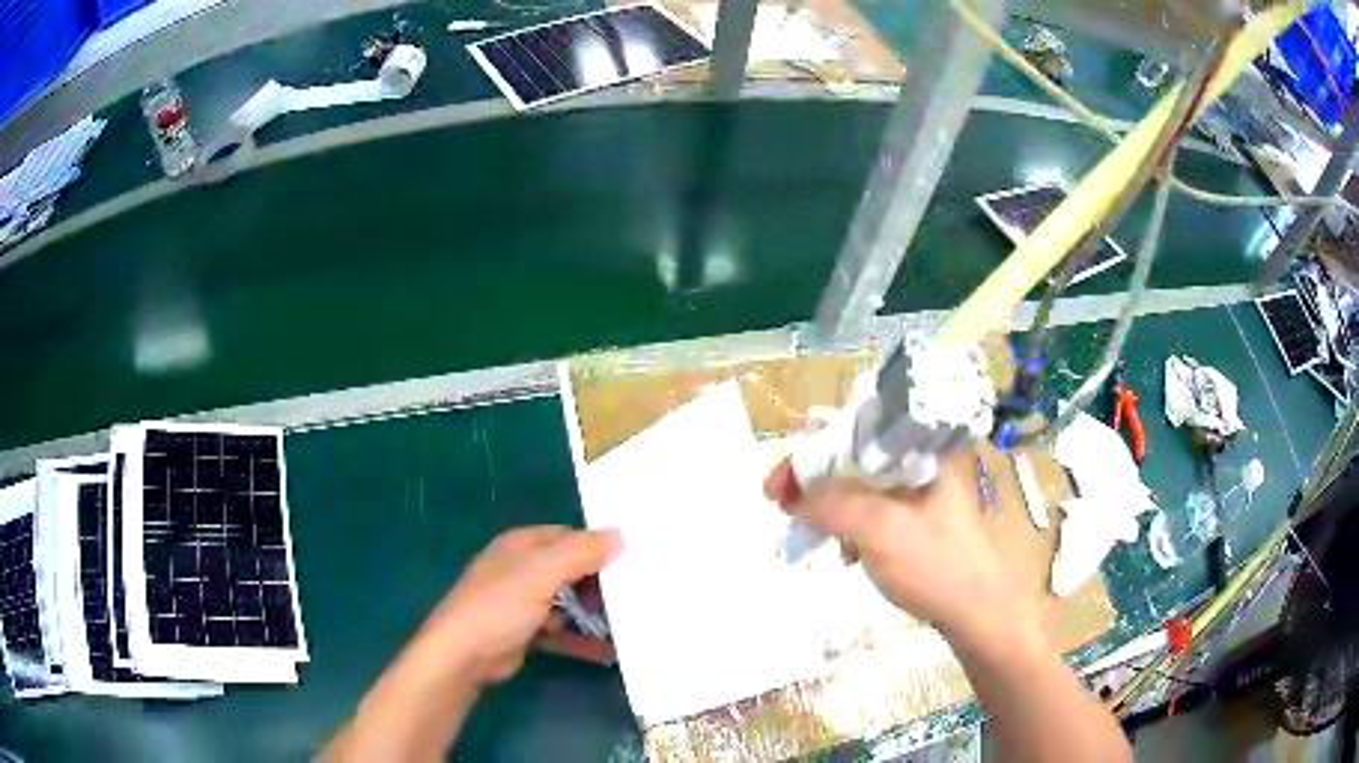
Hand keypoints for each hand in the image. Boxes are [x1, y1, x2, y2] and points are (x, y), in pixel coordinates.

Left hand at [427, 526, 622, 684]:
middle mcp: (521, 569)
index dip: (599, 546)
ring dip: (593, 614)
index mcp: (522, 545)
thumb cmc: (499, 606)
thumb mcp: (542, 574)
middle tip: (637, 596)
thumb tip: (620, 535)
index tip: (635, 560)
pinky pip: (560, 631)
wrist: (463, 655)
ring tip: (629, 624)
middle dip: (600, 584)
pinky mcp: (524, 631)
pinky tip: (606, 652)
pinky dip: (580, 639)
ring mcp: (521, 602)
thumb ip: (580, 553)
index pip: (569, 536)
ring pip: (566, 602)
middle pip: (570, 570)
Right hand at [764, 451, 1034, 643]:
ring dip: (830, 509)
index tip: (778, 484)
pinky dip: (851, 529)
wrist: (976, 613)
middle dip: (814, 483)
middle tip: (780, 505)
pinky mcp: (918, 524)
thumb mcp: (880, 529)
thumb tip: (793, 493)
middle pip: (855, 460)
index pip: (855, 432)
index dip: (811, 451)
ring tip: (809, 535)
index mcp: (921, 450)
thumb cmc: (934, 564)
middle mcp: (922, 464)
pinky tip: (846, 554)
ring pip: (861, 489)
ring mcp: (921, 495)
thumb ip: (833, 503)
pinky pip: (873, 515)